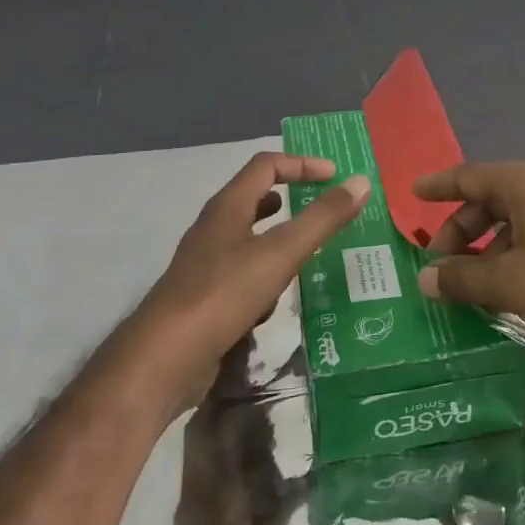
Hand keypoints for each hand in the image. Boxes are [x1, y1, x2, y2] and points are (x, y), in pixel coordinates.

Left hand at [124, 153, 369, 415]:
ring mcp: (206, 264)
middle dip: (291, 196)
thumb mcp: (280, 254)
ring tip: (309, 247)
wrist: (163, 360)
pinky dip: (266, 273)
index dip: (302, 164)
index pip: (266, 165)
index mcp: (228, 207)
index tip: (335, 177)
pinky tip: (279, 297)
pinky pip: (242, 273)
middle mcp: (214, 228)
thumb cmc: (223, 294)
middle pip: (254, 197)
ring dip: (278, 235)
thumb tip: (361, 182)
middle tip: (324, 207)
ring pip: (249, 237)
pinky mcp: (205, 297)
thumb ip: (322, 219)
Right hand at [413, 161, 524, 393]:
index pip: (470, 176)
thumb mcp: (508, 282)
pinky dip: (511, 262)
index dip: (439, 186)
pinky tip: (501, 295)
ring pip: (512, 226)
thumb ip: (461, 277)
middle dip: (460, 232)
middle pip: (490, 202)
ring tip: (466, 289)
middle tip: (438, 267)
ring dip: (485, 253)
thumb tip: (425, 278)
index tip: (412, 192)